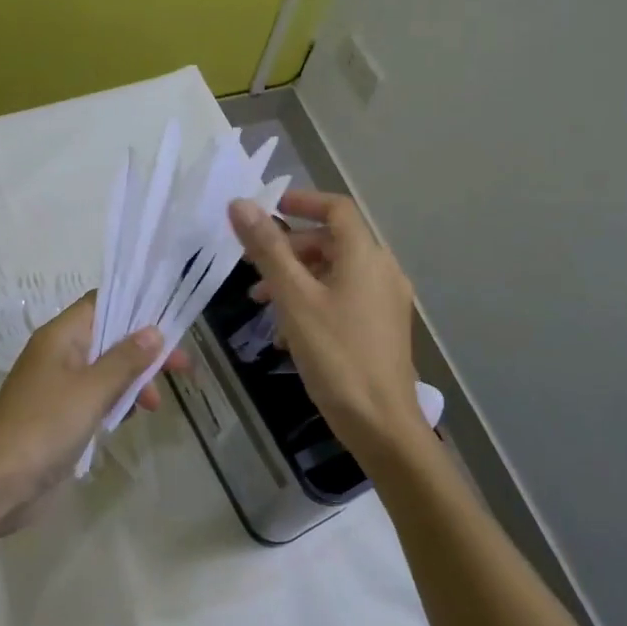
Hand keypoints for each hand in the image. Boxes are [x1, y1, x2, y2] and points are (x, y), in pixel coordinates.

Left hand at [0, 292, 186, 527]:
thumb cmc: (44, 426)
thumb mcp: (92, 389)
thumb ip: (125, 359)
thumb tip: (154, 331)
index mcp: (61, 336)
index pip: (102, 303)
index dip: (137, 307)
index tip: (171, 321)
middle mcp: (59, 354)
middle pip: (109, 338)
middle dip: (144, 350)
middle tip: (182, 368)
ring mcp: (58, 387)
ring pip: (105, 370)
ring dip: (133, 380)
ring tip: (154, 404)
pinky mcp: (60, 417)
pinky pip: (95, 398)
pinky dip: (116, 403)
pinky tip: (130, 418)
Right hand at [228, 191, 422, 464]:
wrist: (381, 424)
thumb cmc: (336, 354)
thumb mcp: (294, 299)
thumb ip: (268, 249)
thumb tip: (240, 204)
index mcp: (365, 256)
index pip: (336, 208)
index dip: (302, 201)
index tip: (269, 209)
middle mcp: (382, 271)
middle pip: (332, 242)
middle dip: (289, 248)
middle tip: (253, 266)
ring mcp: (386, 301)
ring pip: (335, 273)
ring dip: (297, 278)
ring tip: (261, 303)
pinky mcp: (382, 328)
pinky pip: (344, 299)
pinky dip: (313, 302)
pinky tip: (287, 334)